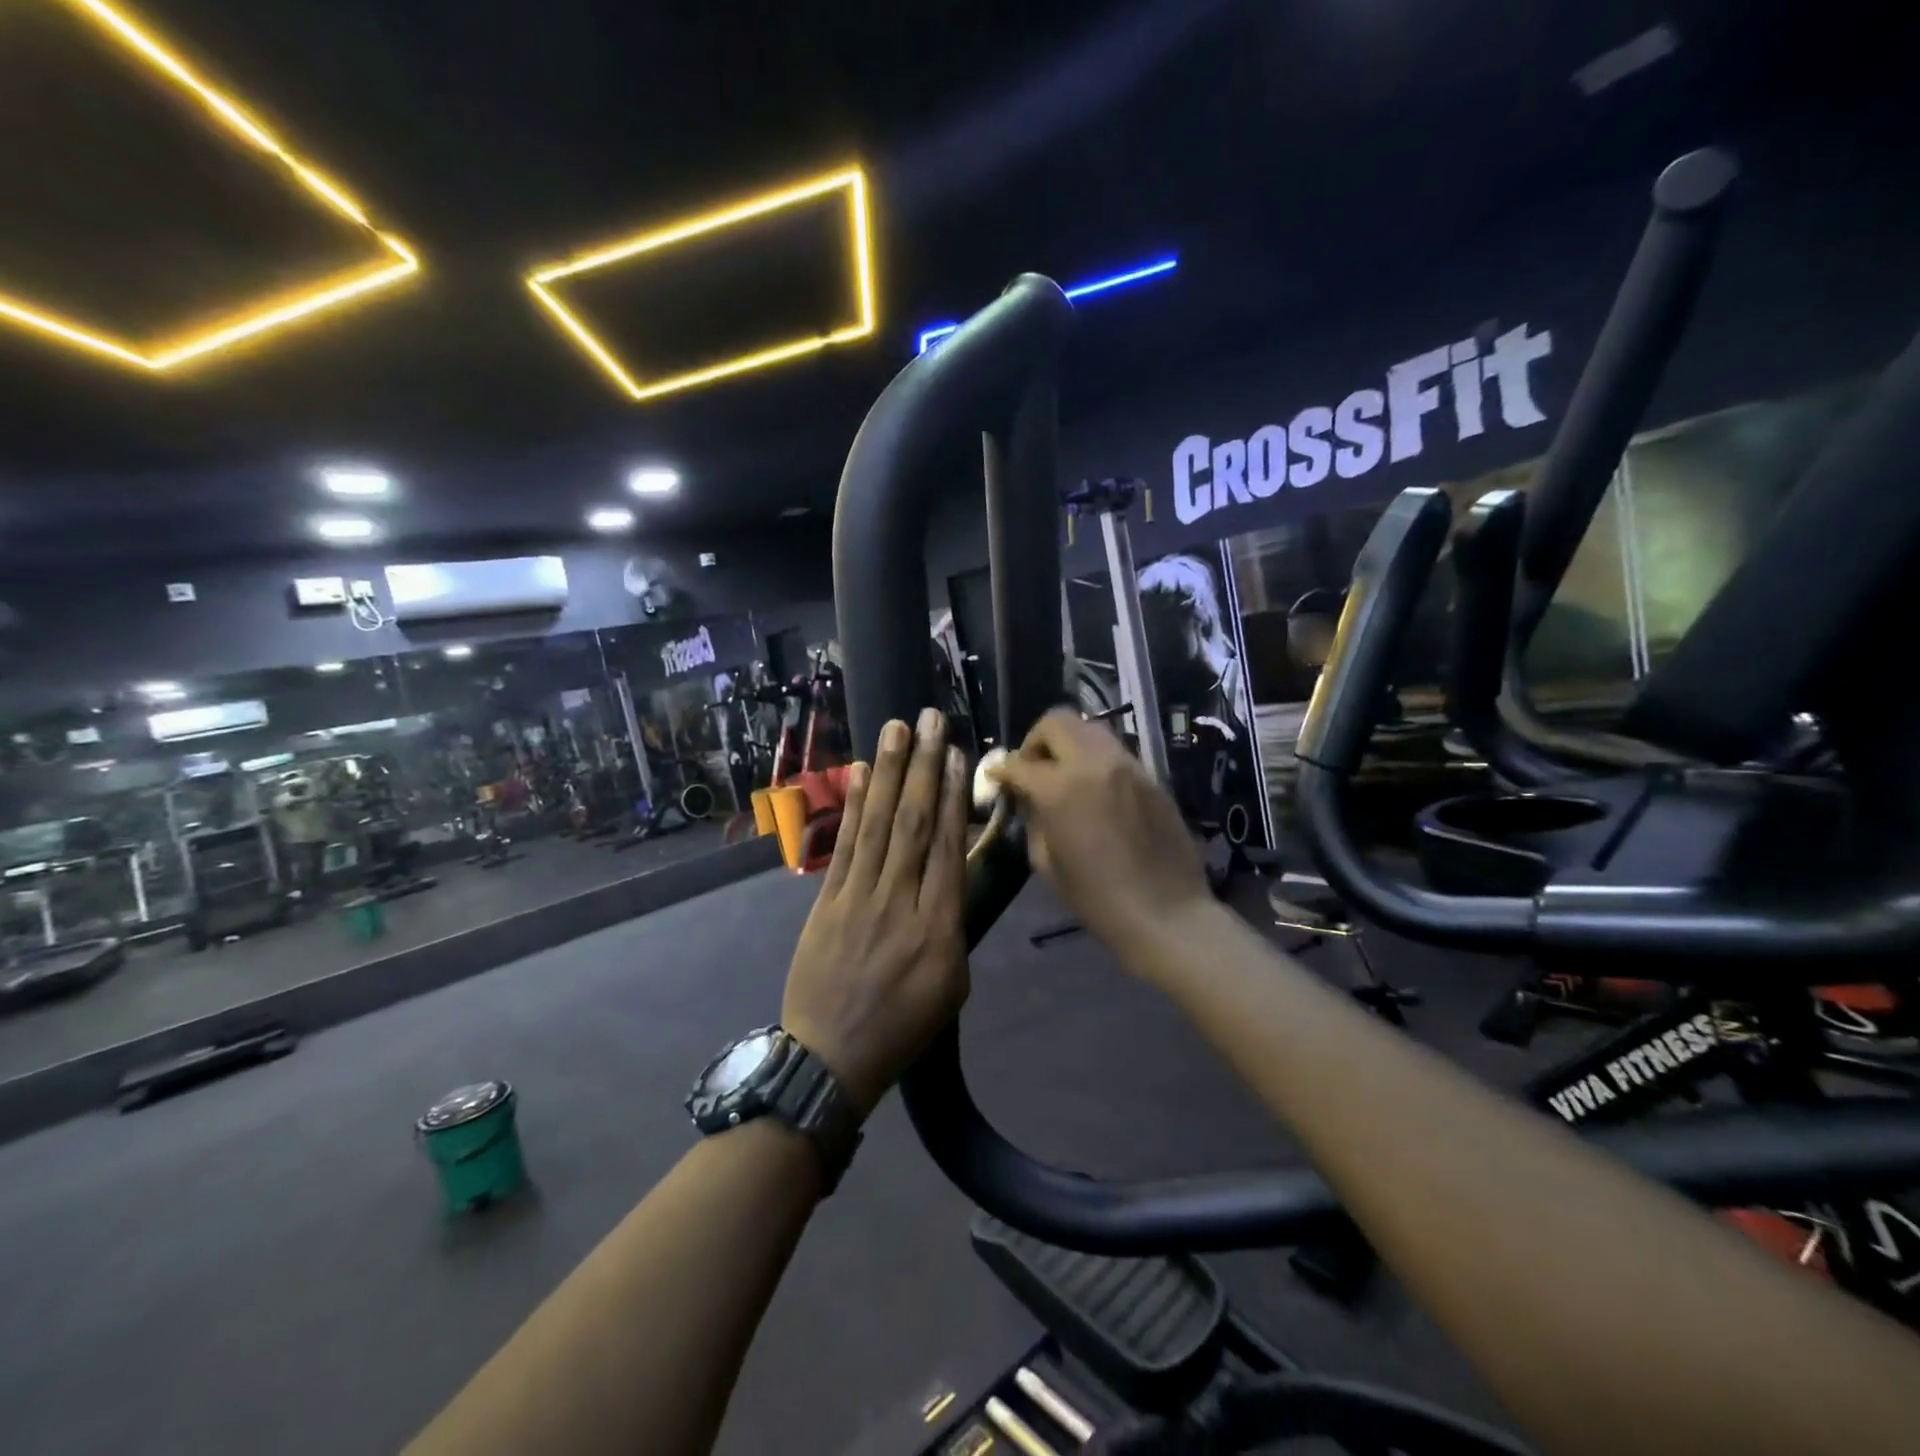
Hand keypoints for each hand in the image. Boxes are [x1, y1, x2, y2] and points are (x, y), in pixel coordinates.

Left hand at [782, 709, 970, 1117]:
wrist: (829, 1059)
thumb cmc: (902, 1028)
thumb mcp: (951, 986)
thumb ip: (954, 927)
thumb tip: (952, 877)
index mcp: (937, 927)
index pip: (946, 846)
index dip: (951, 795)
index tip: (956, 754)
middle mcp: (898, 901)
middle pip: (913, 823)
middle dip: (923, 767)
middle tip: (930, 720)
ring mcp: (857, 897)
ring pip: (877, 825)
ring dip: (888, 773)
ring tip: (897, 730)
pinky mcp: (826, 901)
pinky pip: (843, 846)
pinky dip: (851, 807)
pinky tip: (858, 773)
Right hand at [990, 708, 1212, 961]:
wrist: (1166, 913)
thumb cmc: (1097, 898)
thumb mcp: (1046, 862)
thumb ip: (1034, 819)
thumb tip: (1028, 798)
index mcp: (1060, 788)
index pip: (1020, 763)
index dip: (1003, 771)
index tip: (998, 779)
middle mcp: (1093, 763)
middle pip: (1057, 722)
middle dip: (1036, 741)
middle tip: (1033, 768)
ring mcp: (1127, 765)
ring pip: (1090, 729)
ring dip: (1069, 743)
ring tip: (1064, 774)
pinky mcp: (1150, 775)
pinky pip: (1115, 751)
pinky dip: (1096, 759)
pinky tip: (1095, 789)